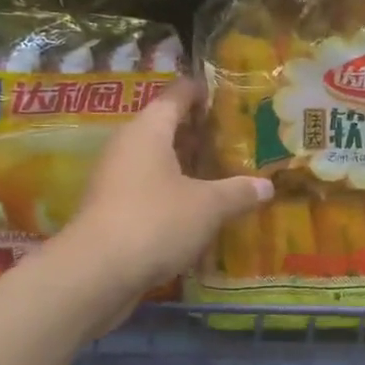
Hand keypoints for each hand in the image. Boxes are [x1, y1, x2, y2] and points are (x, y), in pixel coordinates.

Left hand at [62, 78, 271, 297]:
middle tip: (232, 136)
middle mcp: (127, 147)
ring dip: (184, 165)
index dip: (200, 91)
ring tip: (219, 171)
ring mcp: (114, 180)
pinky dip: (171, 192)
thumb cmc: (156, 221)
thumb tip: (267, 185)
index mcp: (148, 131)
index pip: (176, 96)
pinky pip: (147, 189)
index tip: (223, 92)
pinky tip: (195, 208)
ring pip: (155, 161)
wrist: (97, 273)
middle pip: (164, 128)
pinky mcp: (111, 211)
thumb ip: (238, 192)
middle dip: (196, 131)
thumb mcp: (208, 206)